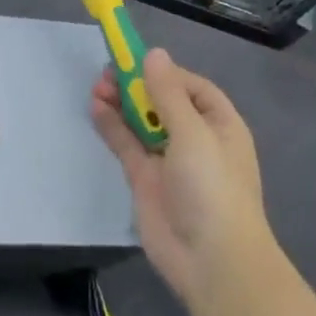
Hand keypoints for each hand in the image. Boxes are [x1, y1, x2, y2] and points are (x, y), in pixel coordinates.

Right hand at [90, 48, 270, 305]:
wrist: (211, 261)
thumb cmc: (212, 186)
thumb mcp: (192, 132)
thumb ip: (167, 93)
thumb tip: (154, 54)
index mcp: (219, 123)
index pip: (191, 87)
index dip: (164, 72)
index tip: (136, 60)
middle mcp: (195, 138)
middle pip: (163, 102)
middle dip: (138, 85)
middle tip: (108, 72)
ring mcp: (169, 160)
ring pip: (142, 122)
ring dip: (122, 103)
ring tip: (97, 86)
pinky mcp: (146, 180)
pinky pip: (127, 145)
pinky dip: (112, 126)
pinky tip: (95, 107)